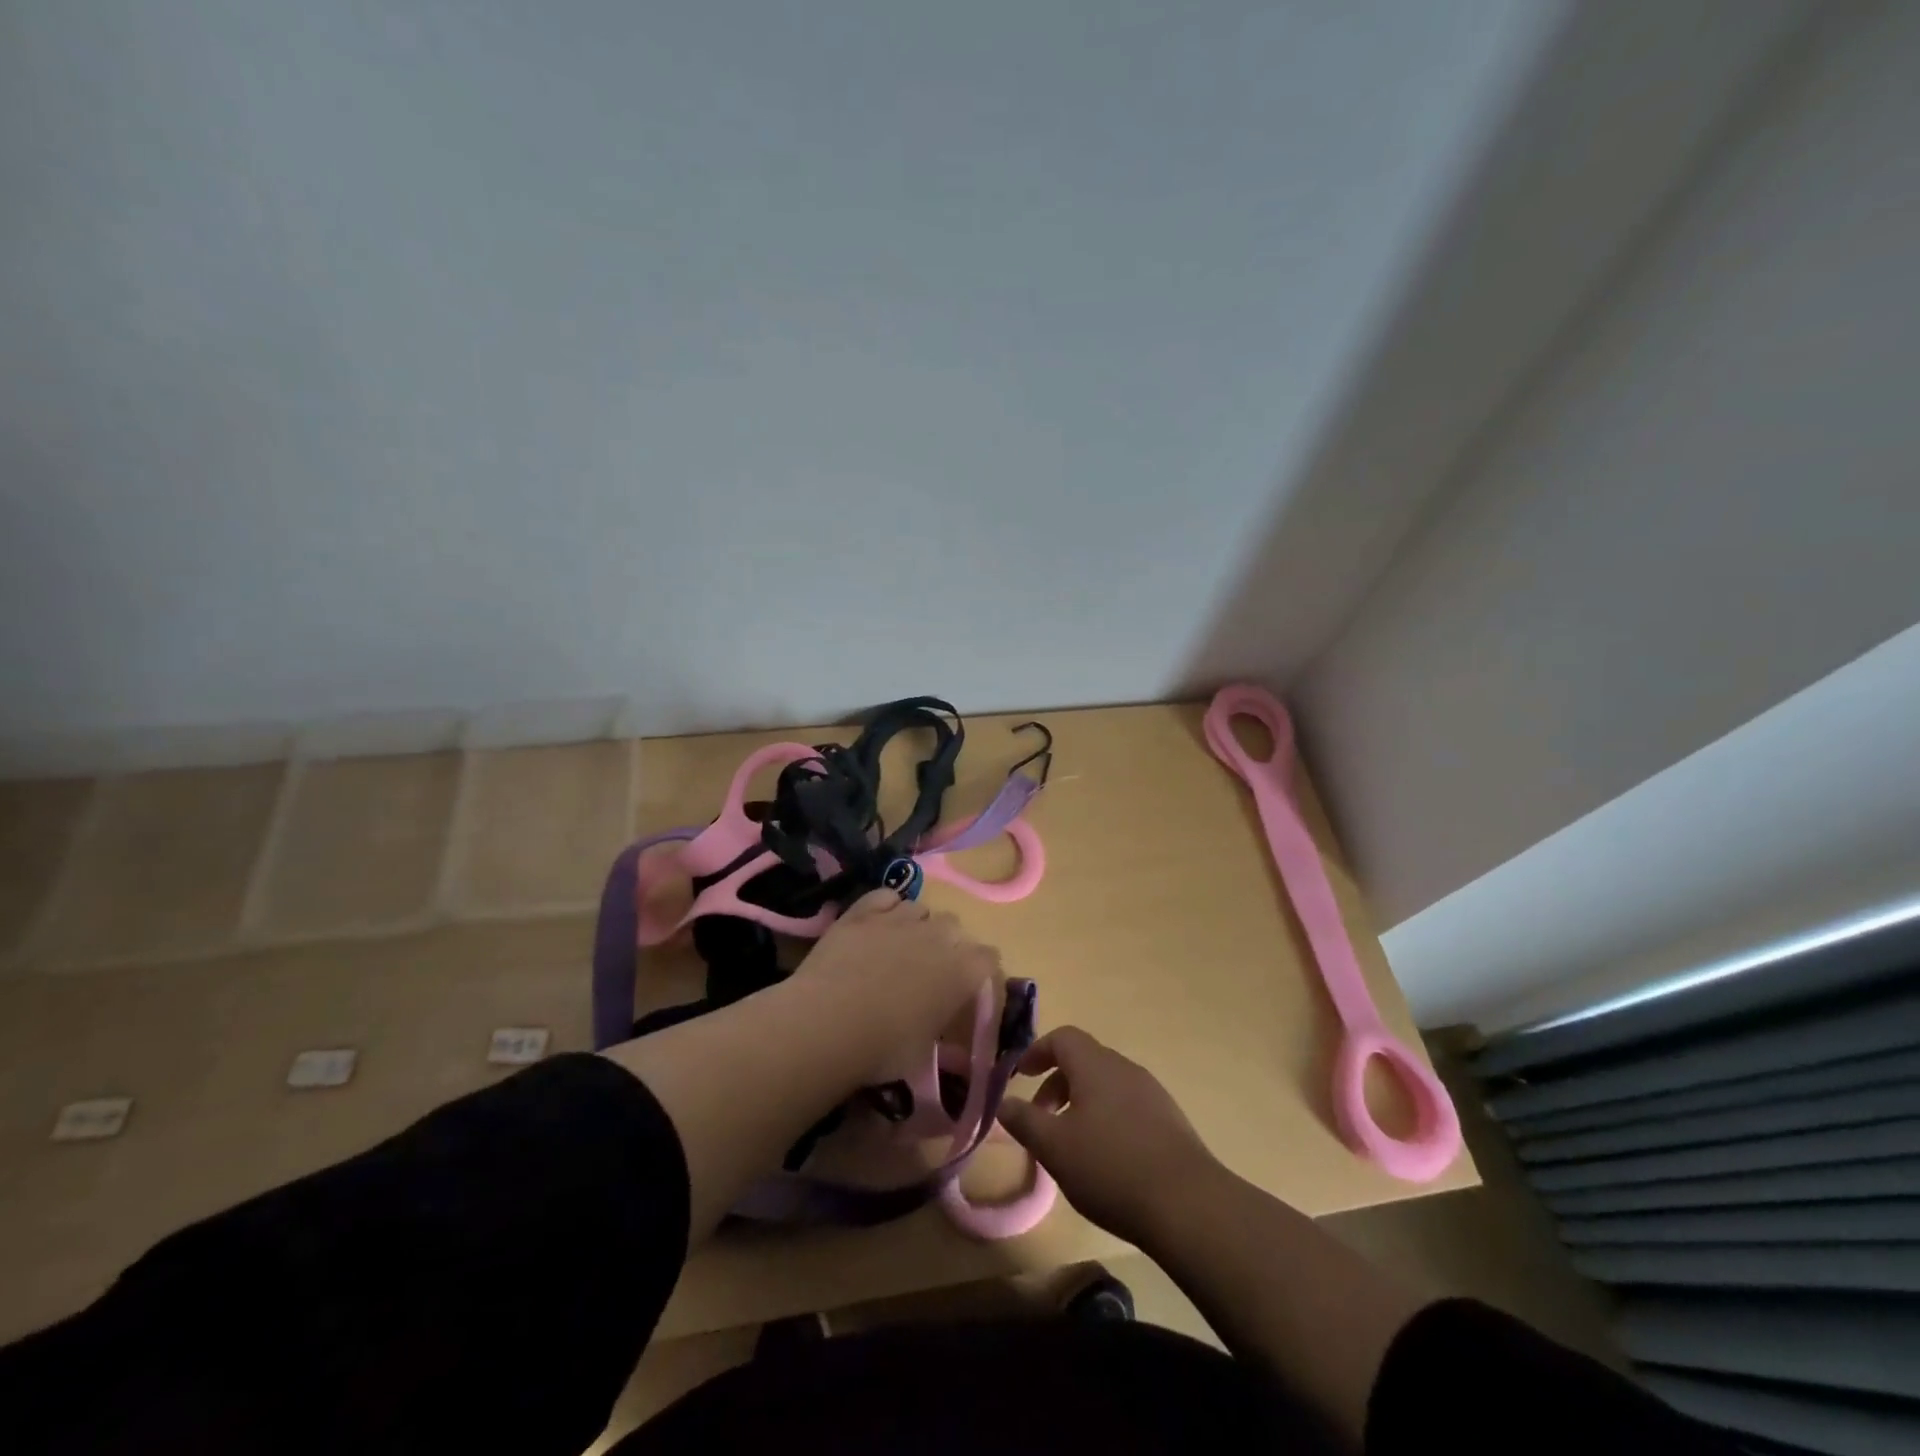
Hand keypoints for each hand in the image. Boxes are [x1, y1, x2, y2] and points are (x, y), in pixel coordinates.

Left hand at [795, 888, 1001, 1083]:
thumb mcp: (923, 1053)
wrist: (827, 1023)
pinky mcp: (864, 911)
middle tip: (928, 971)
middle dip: (947, 944)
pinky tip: (877, 925)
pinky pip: (886, 896)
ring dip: (917, 926)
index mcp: (963, 972)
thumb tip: (945, 1033)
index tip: (966, 988)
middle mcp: (939, 936)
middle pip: (955, 927)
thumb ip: (940, 1029)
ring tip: (898, 948)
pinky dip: (886, 907)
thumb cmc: (882, 1049)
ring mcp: (900, 918)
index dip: (979, 972)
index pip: (988, 958)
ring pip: (920, 909)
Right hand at [999, 1026, 1216, 1249]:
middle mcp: (1124, 1068)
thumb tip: (1002, 1102)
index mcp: (1095, 1064)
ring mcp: (1151, 1093)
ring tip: (1071, 1144)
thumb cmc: (1110, 1167)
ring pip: (1106, 1084)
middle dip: (1057, 1083)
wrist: (1188, 1204)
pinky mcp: (1170, 1120)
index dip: (1037, 1052)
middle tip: (1041, 1118)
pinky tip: (1107, 1159)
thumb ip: (1024, 1120)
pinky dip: (1107, 1118)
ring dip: (1082, 1103)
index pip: (1063, 1037)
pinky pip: (1128, 1105)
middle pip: (1084, 1060)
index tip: (1020, 1076)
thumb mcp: (1054, 1147)